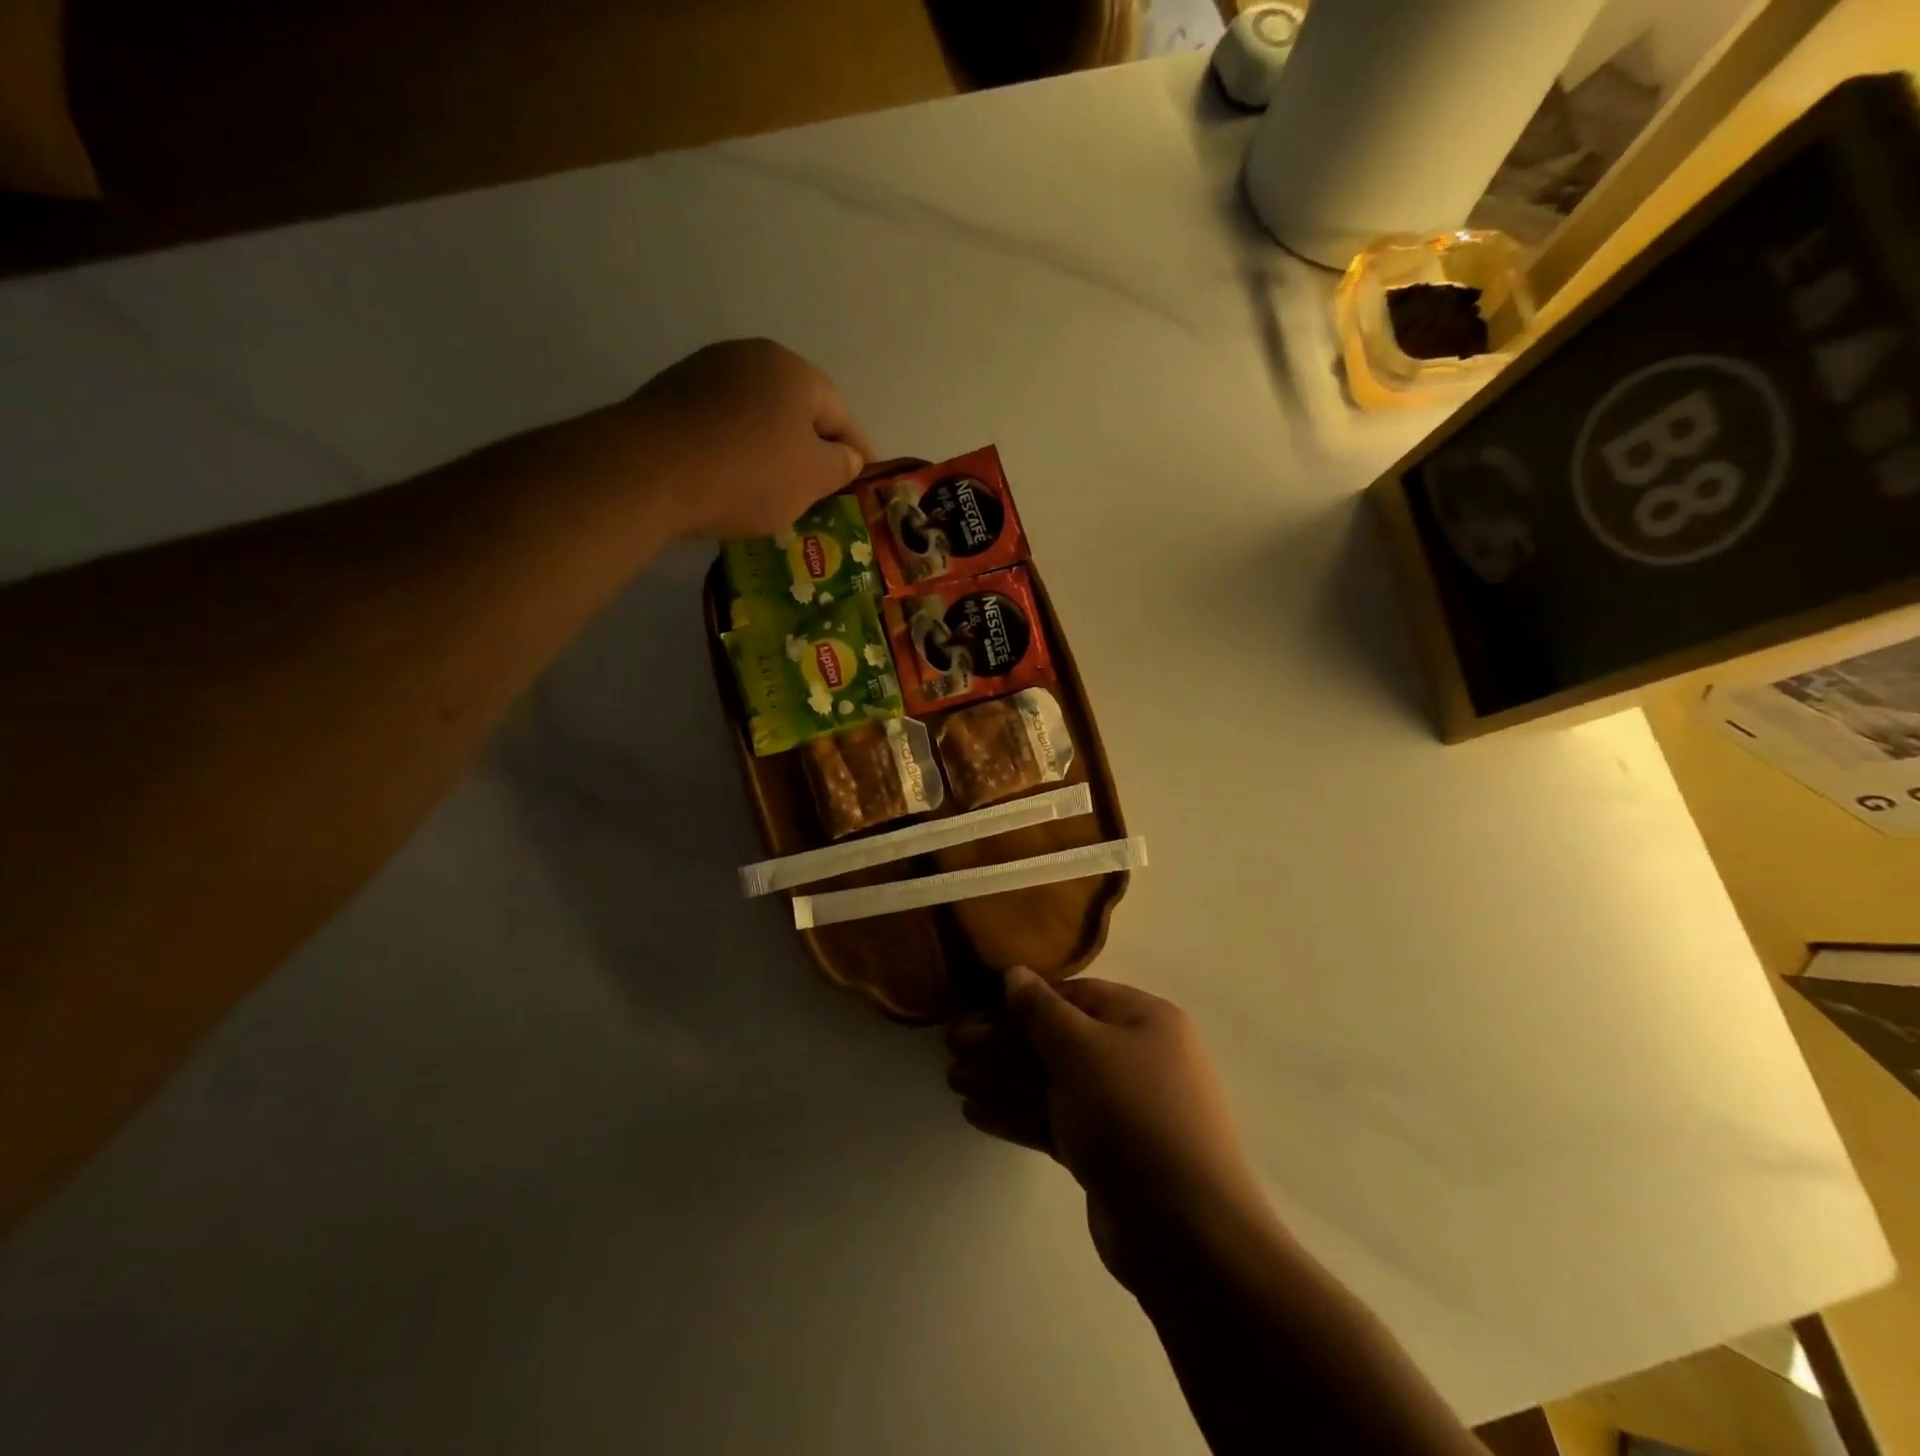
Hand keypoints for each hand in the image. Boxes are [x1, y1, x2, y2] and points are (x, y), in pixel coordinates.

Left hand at [617, 339, 874, 537]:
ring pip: (758, 417)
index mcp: (793, 370)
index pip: (841, 414)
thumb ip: (839, 465)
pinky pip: (722, 426)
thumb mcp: (811, 478)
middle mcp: (750, 357)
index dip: (858, 452)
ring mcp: (705, 372)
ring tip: (777, 491)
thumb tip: (846, 456)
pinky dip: (737, 451)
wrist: (649, 472)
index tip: (864, 481)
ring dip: (773, 450)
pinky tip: (734, 481)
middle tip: (821, 489)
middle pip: (797, 410)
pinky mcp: (671, 395)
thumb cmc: (748, 473)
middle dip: (812, 449)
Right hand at [946, 967, 1267, 1286]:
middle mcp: (1136, 1057)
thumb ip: (1041, 1011)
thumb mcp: (1081, 1049)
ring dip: (1003, 1080)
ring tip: (953, 1081)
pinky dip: (1019, 1115)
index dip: (1025, 1000)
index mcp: (1143, 1019)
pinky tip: (976, 1113)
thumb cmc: (1132, 1114)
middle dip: (1004, 1044)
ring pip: (1053, 1084)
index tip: (978, 1006)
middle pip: (1058, 1041)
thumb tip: (1014, 974)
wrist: (1185, 1232)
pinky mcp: (1107, 1155)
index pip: (1075, 996)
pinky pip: (1056, 1122)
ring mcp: (1122, 1110)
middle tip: (953, 1047)